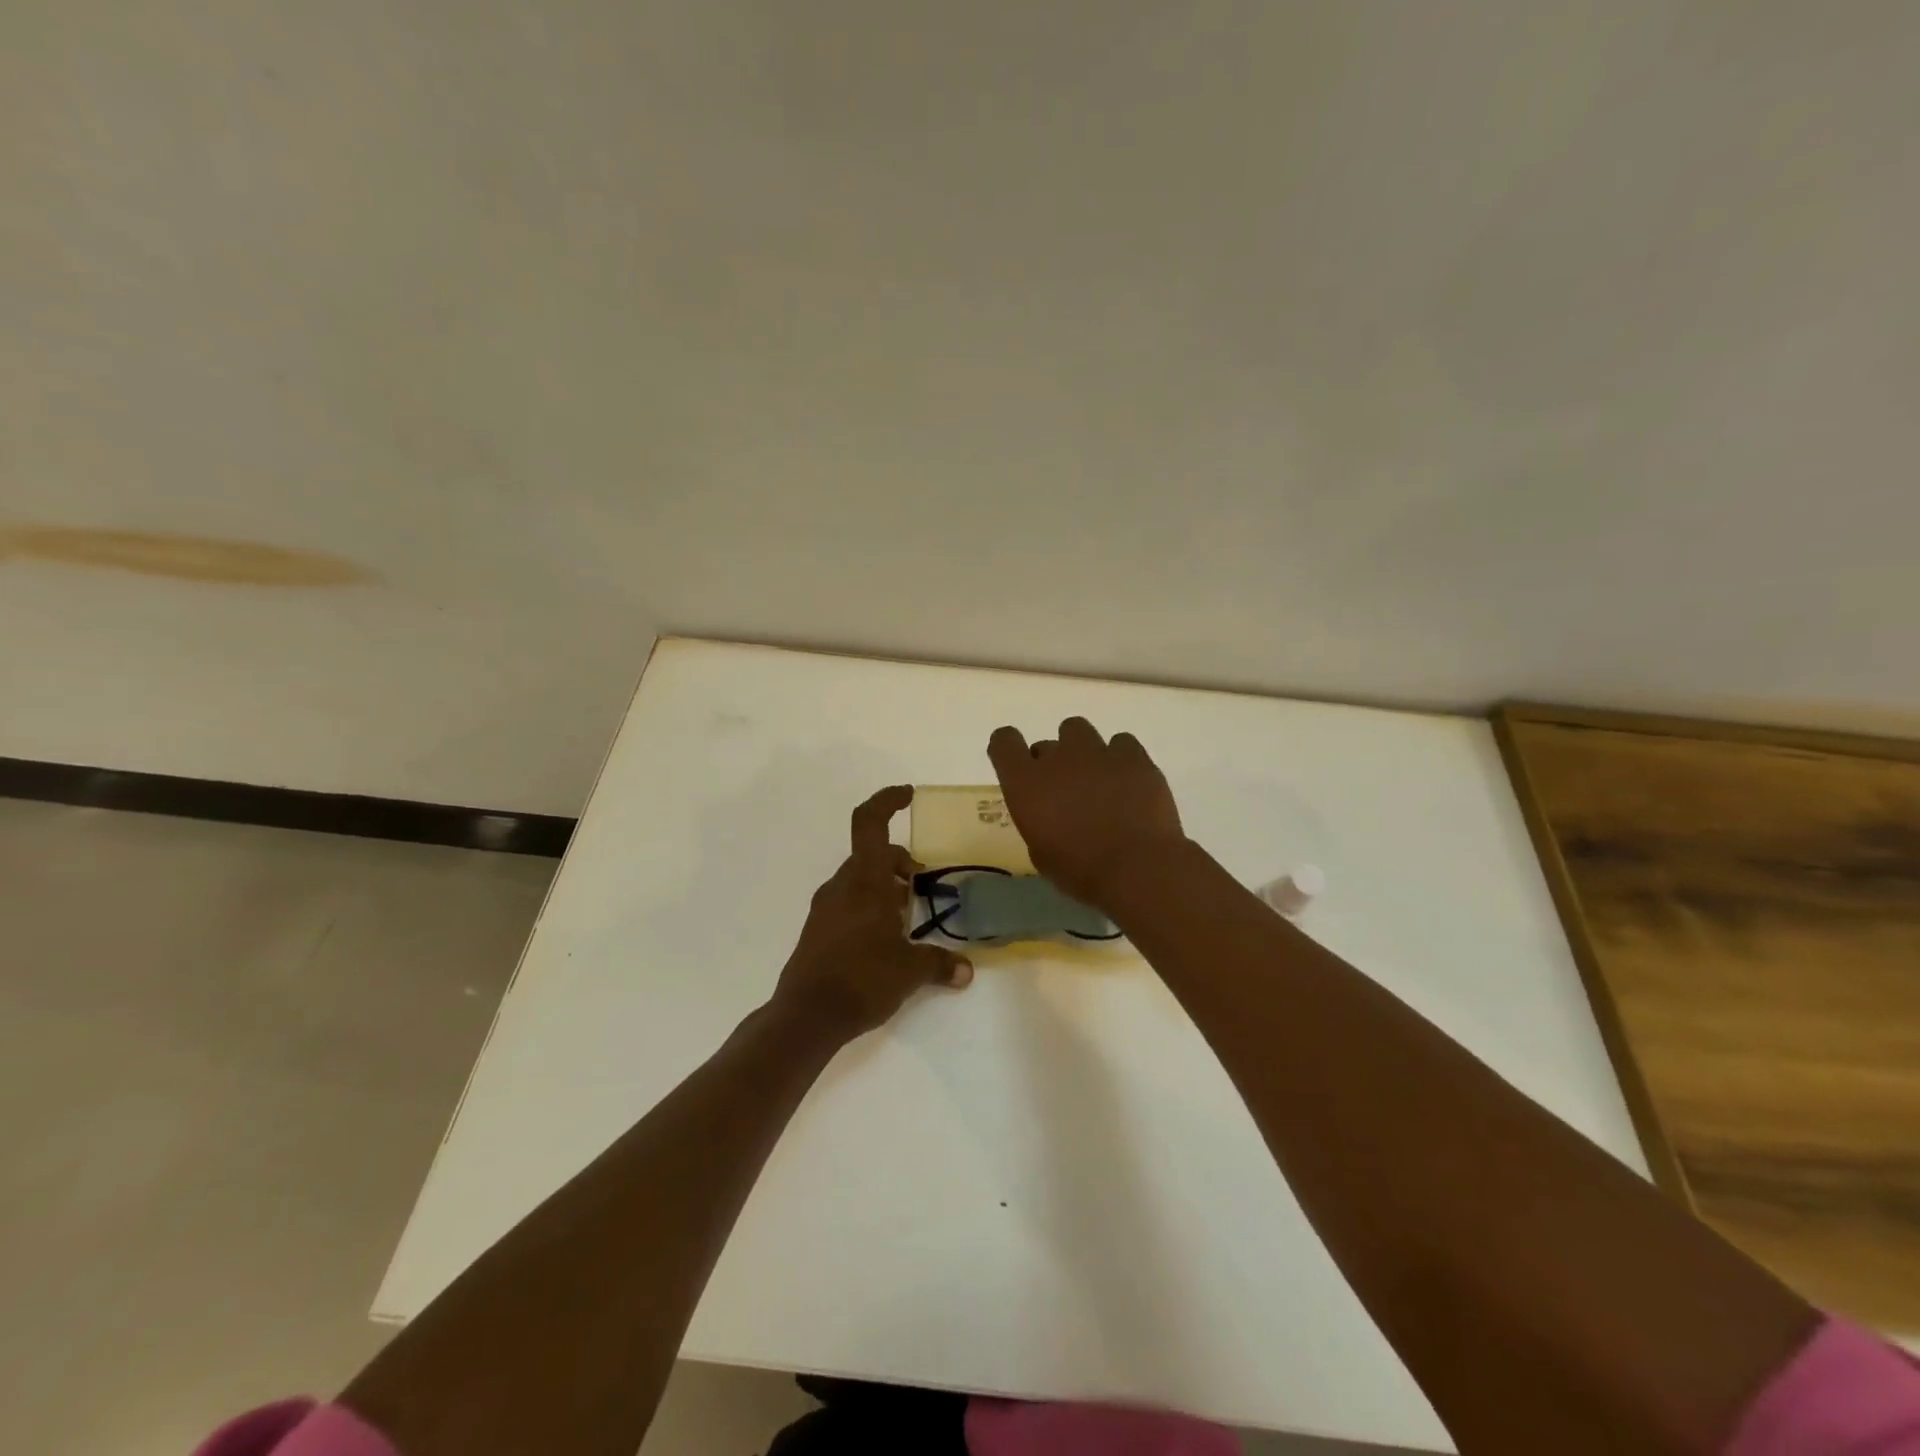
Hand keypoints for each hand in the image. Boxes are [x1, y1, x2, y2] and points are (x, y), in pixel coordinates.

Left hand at [771, 786, 973, 1040]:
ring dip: (884, 885)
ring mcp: (825, 907)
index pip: (869, 822)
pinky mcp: (818, 929)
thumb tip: (966, 971)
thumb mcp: (909, 971)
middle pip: (871, 854)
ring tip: (907, 913)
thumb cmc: (862, 979)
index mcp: (864, 880)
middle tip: (922, 883)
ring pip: (859, 879)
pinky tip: (884, 936)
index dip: (887, 800)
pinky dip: (869, 904)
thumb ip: (940, 963)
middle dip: (898, 861)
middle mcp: (842, 886)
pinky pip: (847, 901)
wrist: (807, 1015)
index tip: (908, 795)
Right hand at [987, 717, 1187, 910]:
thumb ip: (1037, 820)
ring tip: (1098, 780)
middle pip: (1046, 743)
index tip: (1016, 764)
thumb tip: (1048, 812)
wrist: (1138, 869)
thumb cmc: (1081, 871)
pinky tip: (1128, 781)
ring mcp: (1097, 752)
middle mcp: (1058, 758)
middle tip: (1066, 791)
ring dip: (1082, 752)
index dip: (1008, 748)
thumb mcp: (1041, 854)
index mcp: (1026, 783)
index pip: (1004, 741)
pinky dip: (1119, 758)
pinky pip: (1120, 742)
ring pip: (1079, 731)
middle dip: (1051, 763)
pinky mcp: (1133, 756)